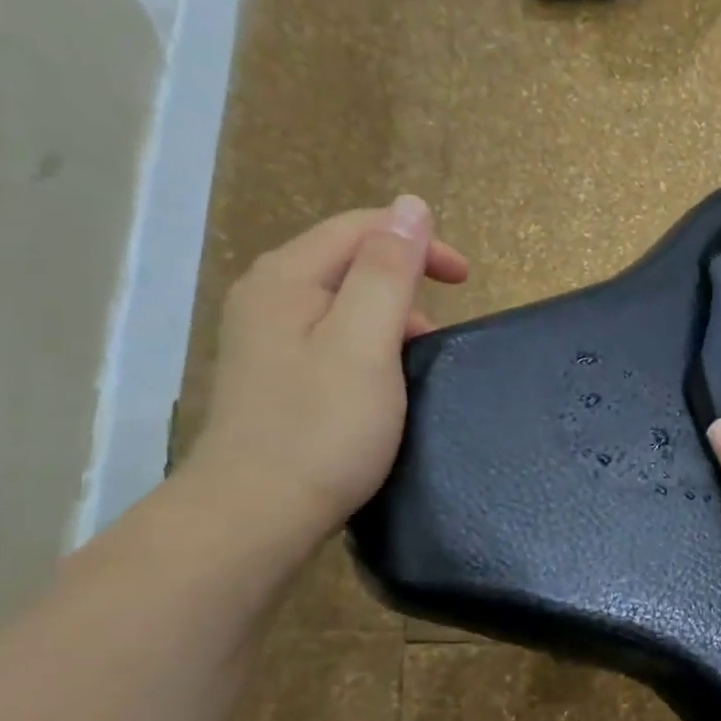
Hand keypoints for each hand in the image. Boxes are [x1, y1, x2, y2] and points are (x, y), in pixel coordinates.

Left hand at [186, 198, 467, 539]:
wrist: (255, 514)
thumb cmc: (322, 427)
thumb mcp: (366, 342)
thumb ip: (389, 271)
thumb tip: (411, 206)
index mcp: (287, 278)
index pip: (360, 228)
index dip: (417, 241)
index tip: (466, 280)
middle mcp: (267, 296)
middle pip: (347, 260)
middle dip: (405, 277)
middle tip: (445, 322)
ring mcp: (264, 338)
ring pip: (340, 301)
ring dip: (390, 313)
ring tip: (420, 354)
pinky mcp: (273, 375)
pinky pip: (330, 335)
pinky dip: (368, 342)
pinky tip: (383, 379)